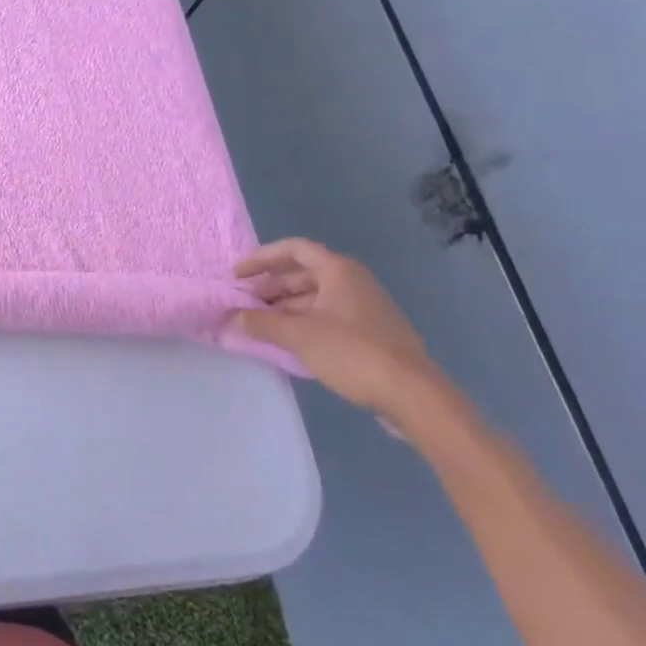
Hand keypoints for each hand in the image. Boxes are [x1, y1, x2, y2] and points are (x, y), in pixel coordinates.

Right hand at [227, 238, 447, 426]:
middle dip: (271, 287)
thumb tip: (229, 318)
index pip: (293, 249)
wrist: (415, 397)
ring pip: (316, 298)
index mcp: (338, 270)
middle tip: (245, 303)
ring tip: (262, 325)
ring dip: (286, 308)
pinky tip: (290, 342)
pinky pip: (329, 317)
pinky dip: (305, 323)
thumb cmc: (353, 352)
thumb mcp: (298, 336)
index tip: (238, 276)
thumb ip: (260, 323)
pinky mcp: (373, 334)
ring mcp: (366, 308)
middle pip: (303, 274)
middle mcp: (353, 281)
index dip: (261, 258)